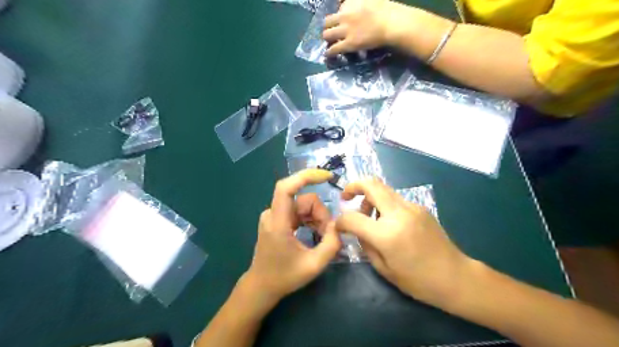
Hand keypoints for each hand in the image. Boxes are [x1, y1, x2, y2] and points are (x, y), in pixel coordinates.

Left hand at [244, 170, 342, 303]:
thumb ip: (331, 244)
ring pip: (303, 205)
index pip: (286, 187)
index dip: (305, 176)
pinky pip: (299, 211)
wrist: (262, 286)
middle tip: (327, 235)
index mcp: (277, 223)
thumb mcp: (314, 265)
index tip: (326, 176)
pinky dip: (310, 220)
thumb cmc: (284, 277)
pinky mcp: (277, 219)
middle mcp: (273, 214)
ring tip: (321, 238)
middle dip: (320, 214)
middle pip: (304, 200)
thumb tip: (339, 226)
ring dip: (317, 218)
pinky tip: (314, 234)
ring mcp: (274, 215)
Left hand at [322, 0, 398, 55]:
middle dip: (328, 27)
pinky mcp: (349, 44)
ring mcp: (345, 30)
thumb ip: (358, 1)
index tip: (339, 20)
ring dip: (327, 38)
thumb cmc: (386, 10)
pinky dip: (329, 52)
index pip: (338, 8)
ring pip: (327, 35)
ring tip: (329, 42)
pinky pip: (334, 49)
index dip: (338, 15)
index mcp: (349, 2)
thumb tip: (346, 5)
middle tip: (331, 32)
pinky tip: (327, 54)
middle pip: (327, 21)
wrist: (391, 23)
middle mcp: (344, 15)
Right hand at [337, 178, 471, 306]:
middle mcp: (399, 213)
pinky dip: (384, 204)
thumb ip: (364, 244)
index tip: (338, 226)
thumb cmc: (417, 280)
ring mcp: (412, 207)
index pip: (352, 217)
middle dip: (353, 186)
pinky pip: (395, 199)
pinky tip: (388, 222)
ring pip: (383, 189)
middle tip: (346, 197)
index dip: (340, 221)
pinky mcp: (420, 207)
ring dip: (370, 197)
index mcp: (387, 234)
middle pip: (371, 184)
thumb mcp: (383, 268)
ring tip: (370, 216)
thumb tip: (355, 229)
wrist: (455, 277)